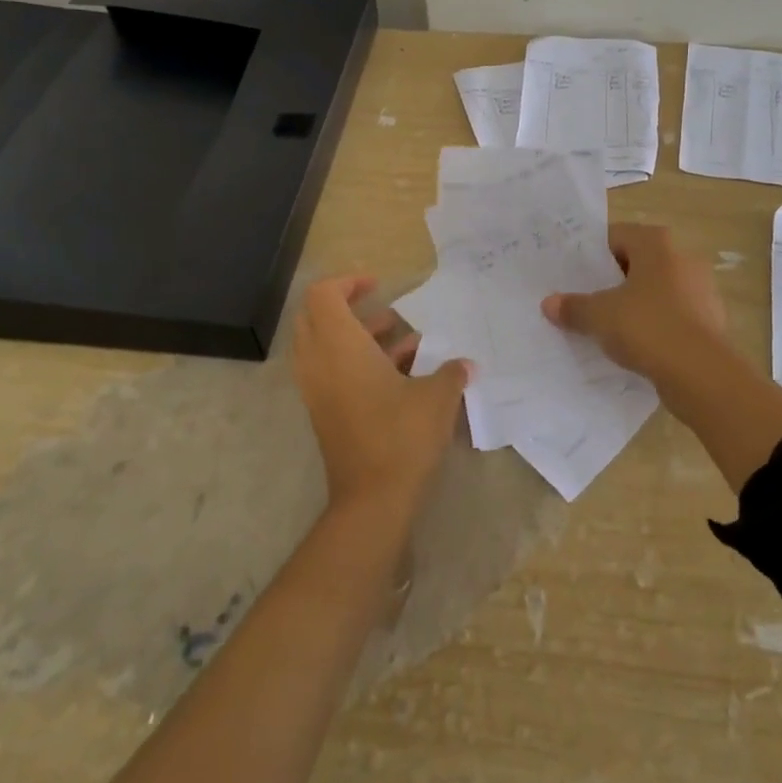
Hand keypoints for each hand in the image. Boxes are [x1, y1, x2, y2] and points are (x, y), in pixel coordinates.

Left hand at [291, 275, 470, 518]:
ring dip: (360, 337)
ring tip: (407, 342)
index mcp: (340, 347)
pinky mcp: (324, 413)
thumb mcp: (437, 397)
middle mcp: (319, 363)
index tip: (379, 286)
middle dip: (349, 307)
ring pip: (325, 346)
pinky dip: (359, 362)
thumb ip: (451, 372)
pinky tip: (404, 374)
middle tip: (384, 309)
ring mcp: (317, 390)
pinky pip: (332, 372)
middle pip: (316, 317)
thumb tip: (465, 364)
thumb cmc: (402, 436)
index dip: (348, 282)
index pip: (323, 295)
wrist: (373, 500)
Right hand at [541, 224, 727, 379]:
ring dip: (634, 304)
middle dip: (612, 280)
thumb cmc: (647, 327)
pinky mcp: (710, 321)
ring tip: (606, 326)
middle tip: (584, 299)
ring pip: (656, 291)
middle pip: (637, 263)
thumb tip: (549, 304)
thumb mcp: (599, 316)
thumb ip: (573, 307)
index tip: (572, 274)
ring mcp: (701, 290)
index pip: (616, 236)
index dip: (591, 254)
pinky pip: (672, 316)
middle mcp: (682, 258)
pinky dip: (655, 326)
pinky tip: (635, 347)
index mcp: (656, 244)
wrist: (702, 374)